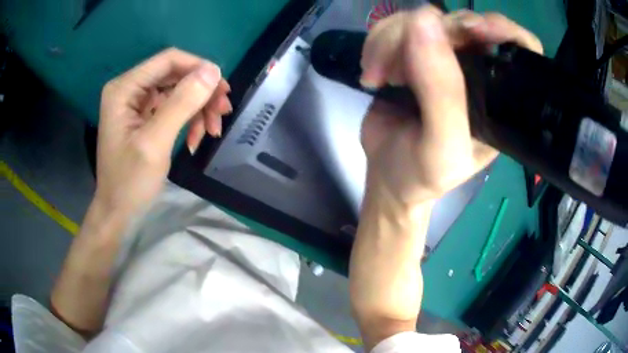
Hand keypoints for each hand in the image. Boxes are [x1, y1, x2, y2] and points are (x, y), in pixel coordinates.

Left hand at [96, 48, 231, 216]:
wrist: (118, 211)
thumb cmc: (130, 182)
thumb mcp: (155, 143)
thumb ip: (181, 103)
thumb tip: (213, 71)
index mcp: (125, 88)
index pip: (168, 60)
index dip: (199, 68)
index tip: (222, 90)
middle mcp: (130, 88)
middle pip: (175, 75)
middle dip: (201, 93)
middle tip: (223, 113)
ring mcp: (136, 102)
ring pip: (178, 90)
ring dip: (199, 108)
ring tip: (212, 131)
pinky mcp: (144, 116)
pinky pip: (173, 107)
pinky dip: (189, 120)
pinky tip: (197, 139)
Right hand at [360, 7, 542, 207]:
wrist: (387, 178)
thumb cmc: (422, 175)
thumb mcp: (442, 147)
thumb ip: (442, 92)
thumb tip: (423, 20)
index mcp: (497, 97)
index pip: (518, 48)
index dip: (500, 29)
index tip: (471, 29)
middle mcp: (475, 71)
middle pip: (461, 23)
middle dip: (424, 35)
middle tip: (396, 70)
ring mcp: (442, 58)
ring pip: (421, 19)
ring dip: (390, 40)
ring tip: (378, 77)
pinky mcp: (412, 54)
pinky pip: (395, 26)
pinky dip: (377, 42)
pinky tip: (373, 73)